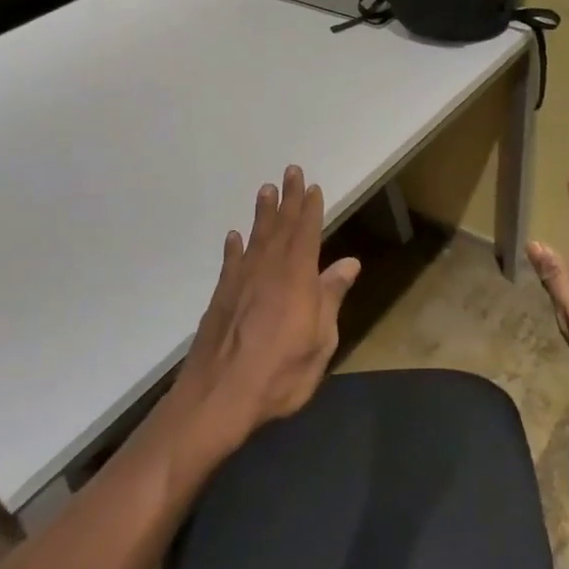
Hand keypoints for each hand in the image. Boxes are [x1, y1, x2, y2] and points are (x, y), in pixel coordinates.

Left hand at [175, 164, 361, 452]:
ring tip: (265, 191)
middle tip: (290, 171)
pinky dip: (234, 248)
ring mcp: (241, 283)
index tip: (313, 186)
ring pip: (255, 238)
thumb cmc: (280, 374)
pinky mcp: (221, 298)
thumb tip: (349, 263)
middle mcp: (268, 271)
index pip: (307, 234)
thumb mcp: (320, 341)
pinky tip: (234, 237)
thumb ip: (332, 298)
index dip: (311, 209)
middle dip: (288, 199)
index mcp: (297, 279)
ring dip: (262, 214)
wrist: (219, 397)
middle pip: (281, 228)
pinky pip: (230, 263)